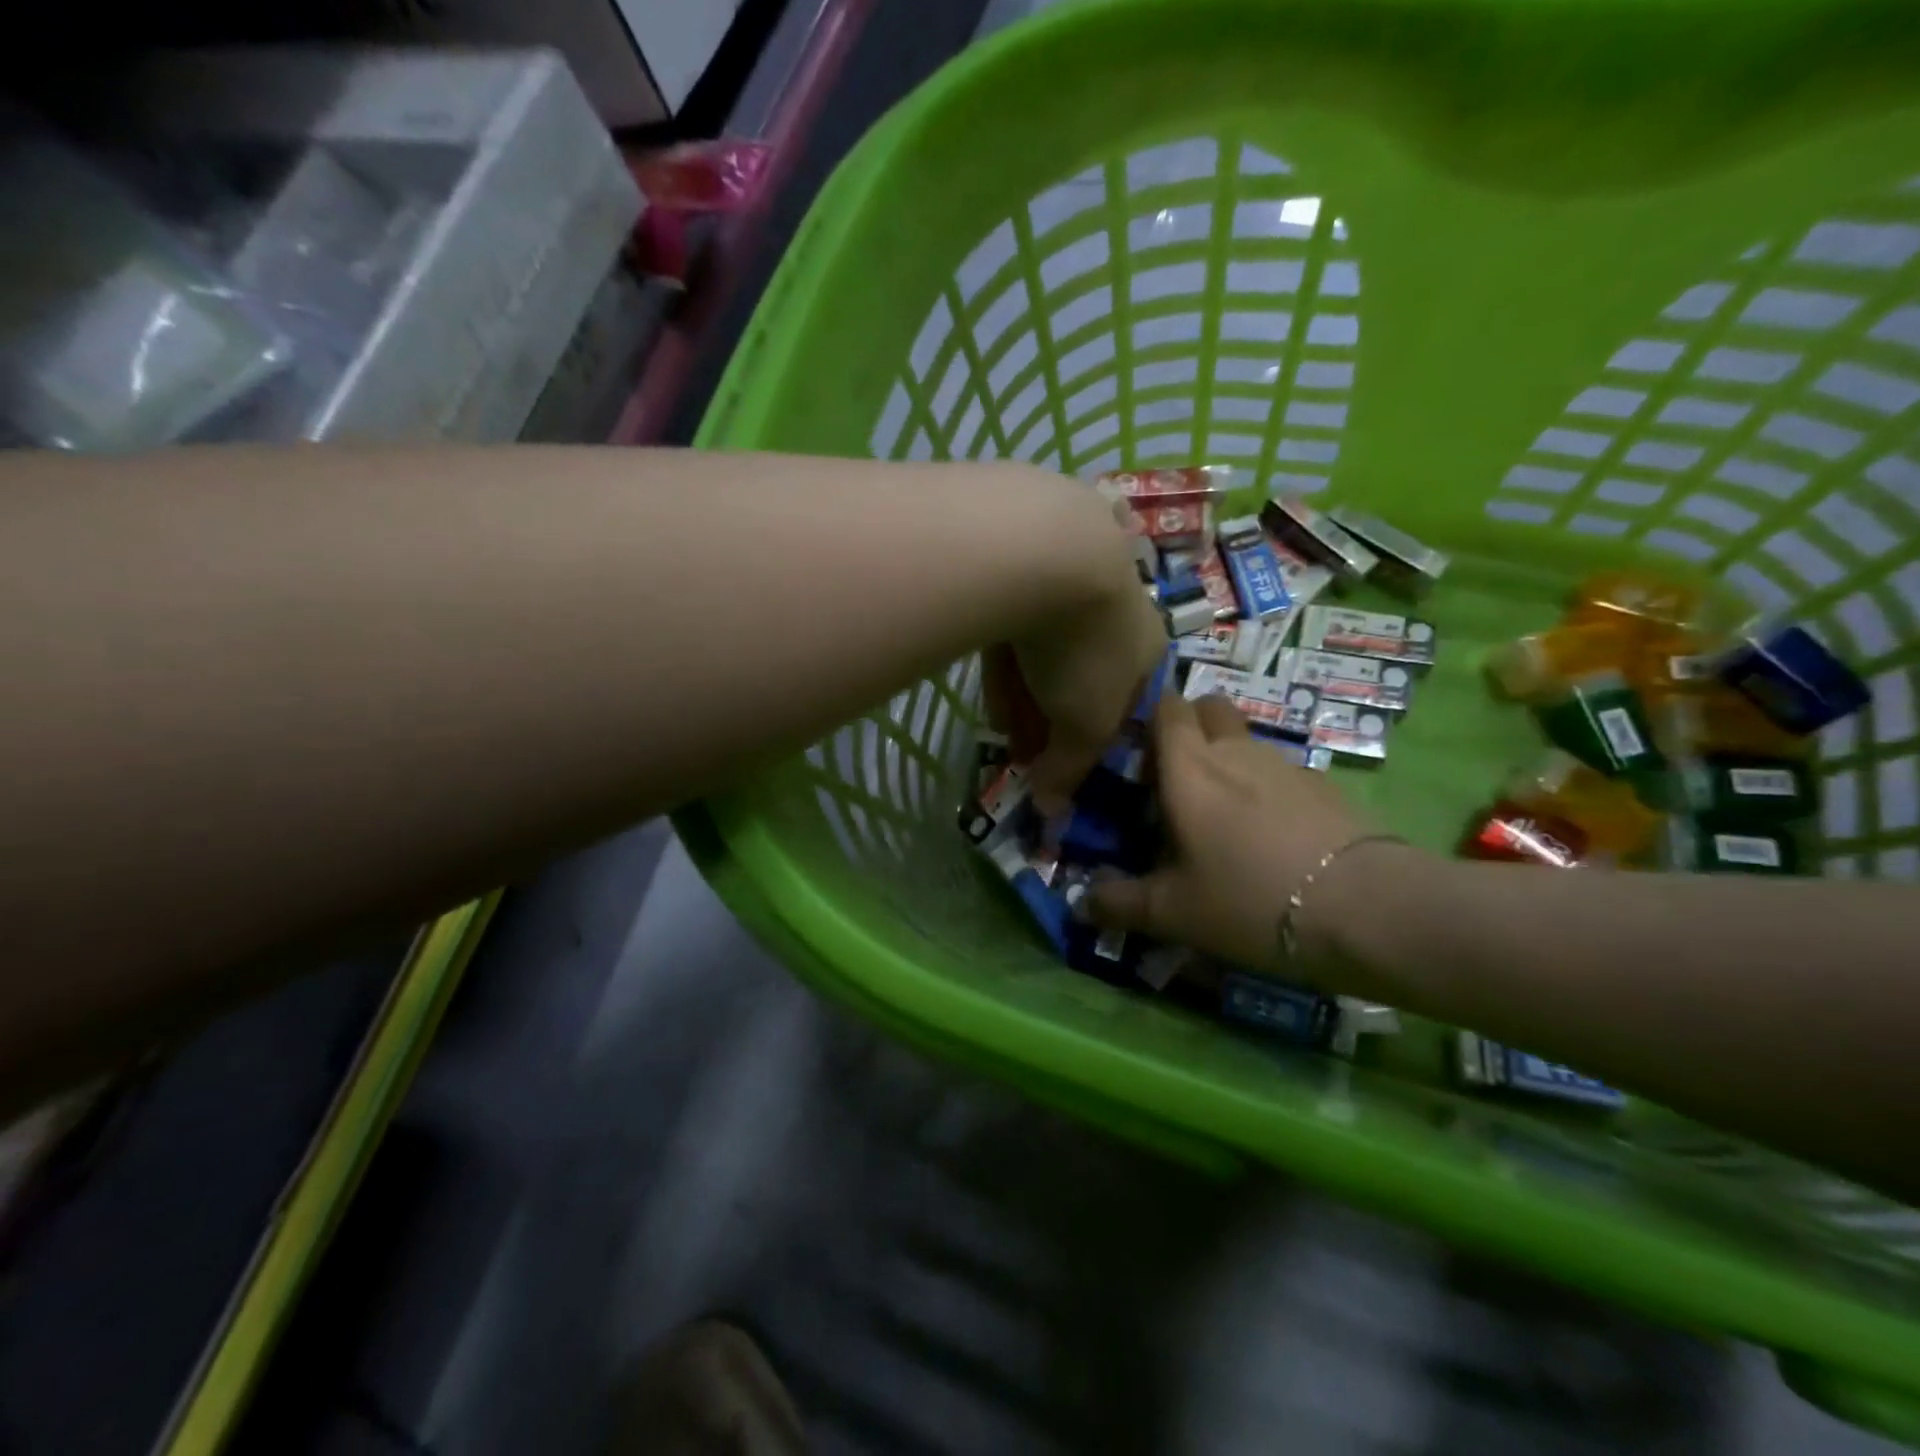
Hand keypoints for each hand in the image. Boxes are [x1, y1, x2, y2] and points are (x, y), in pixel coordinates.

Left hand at [984, 494, 1169, 813]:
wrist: (1051, 552)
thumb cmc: (1086, 649)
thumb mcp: (1085, 724)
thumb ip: (1070, 766)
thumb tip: (1052, 808)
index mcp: (1147, 649)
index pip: (1126, 706)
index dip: (1093, 742)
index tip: (1063, 766)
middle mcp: (1117, 612)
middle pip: (1085, 677)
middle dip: (1055, 718)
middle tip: (1025, 749)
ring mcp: (1072, 581)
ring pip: (1048, 650)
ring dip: (1027, 692)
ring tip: (1001, 725)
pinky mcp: (1028, 564)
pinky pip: (1018, 623)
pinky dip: (1006, 657)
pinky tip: (989, 680)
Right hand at [1084, 692, 1381, 976]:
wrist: (1363, 907)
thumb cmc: (1248, 898)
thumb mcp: (1173, 912)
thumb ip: (1120, 903)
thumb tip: (1080, 902)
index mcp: (1189, 768)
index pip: (1165, 708)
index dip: (1148, 718)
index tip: (1137, 751)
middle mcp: (1234, 751)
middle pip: (1209, 708)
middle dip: (1191, 726)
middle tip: (1178, 776)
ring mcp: (1284, 764)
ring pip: (1246, 741)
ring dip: (1230, 760)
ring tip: (1225, 815)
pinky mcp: (1324, 786)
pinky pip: (1281, 772)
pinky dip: (1267, 788)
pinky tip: (1273, 835)